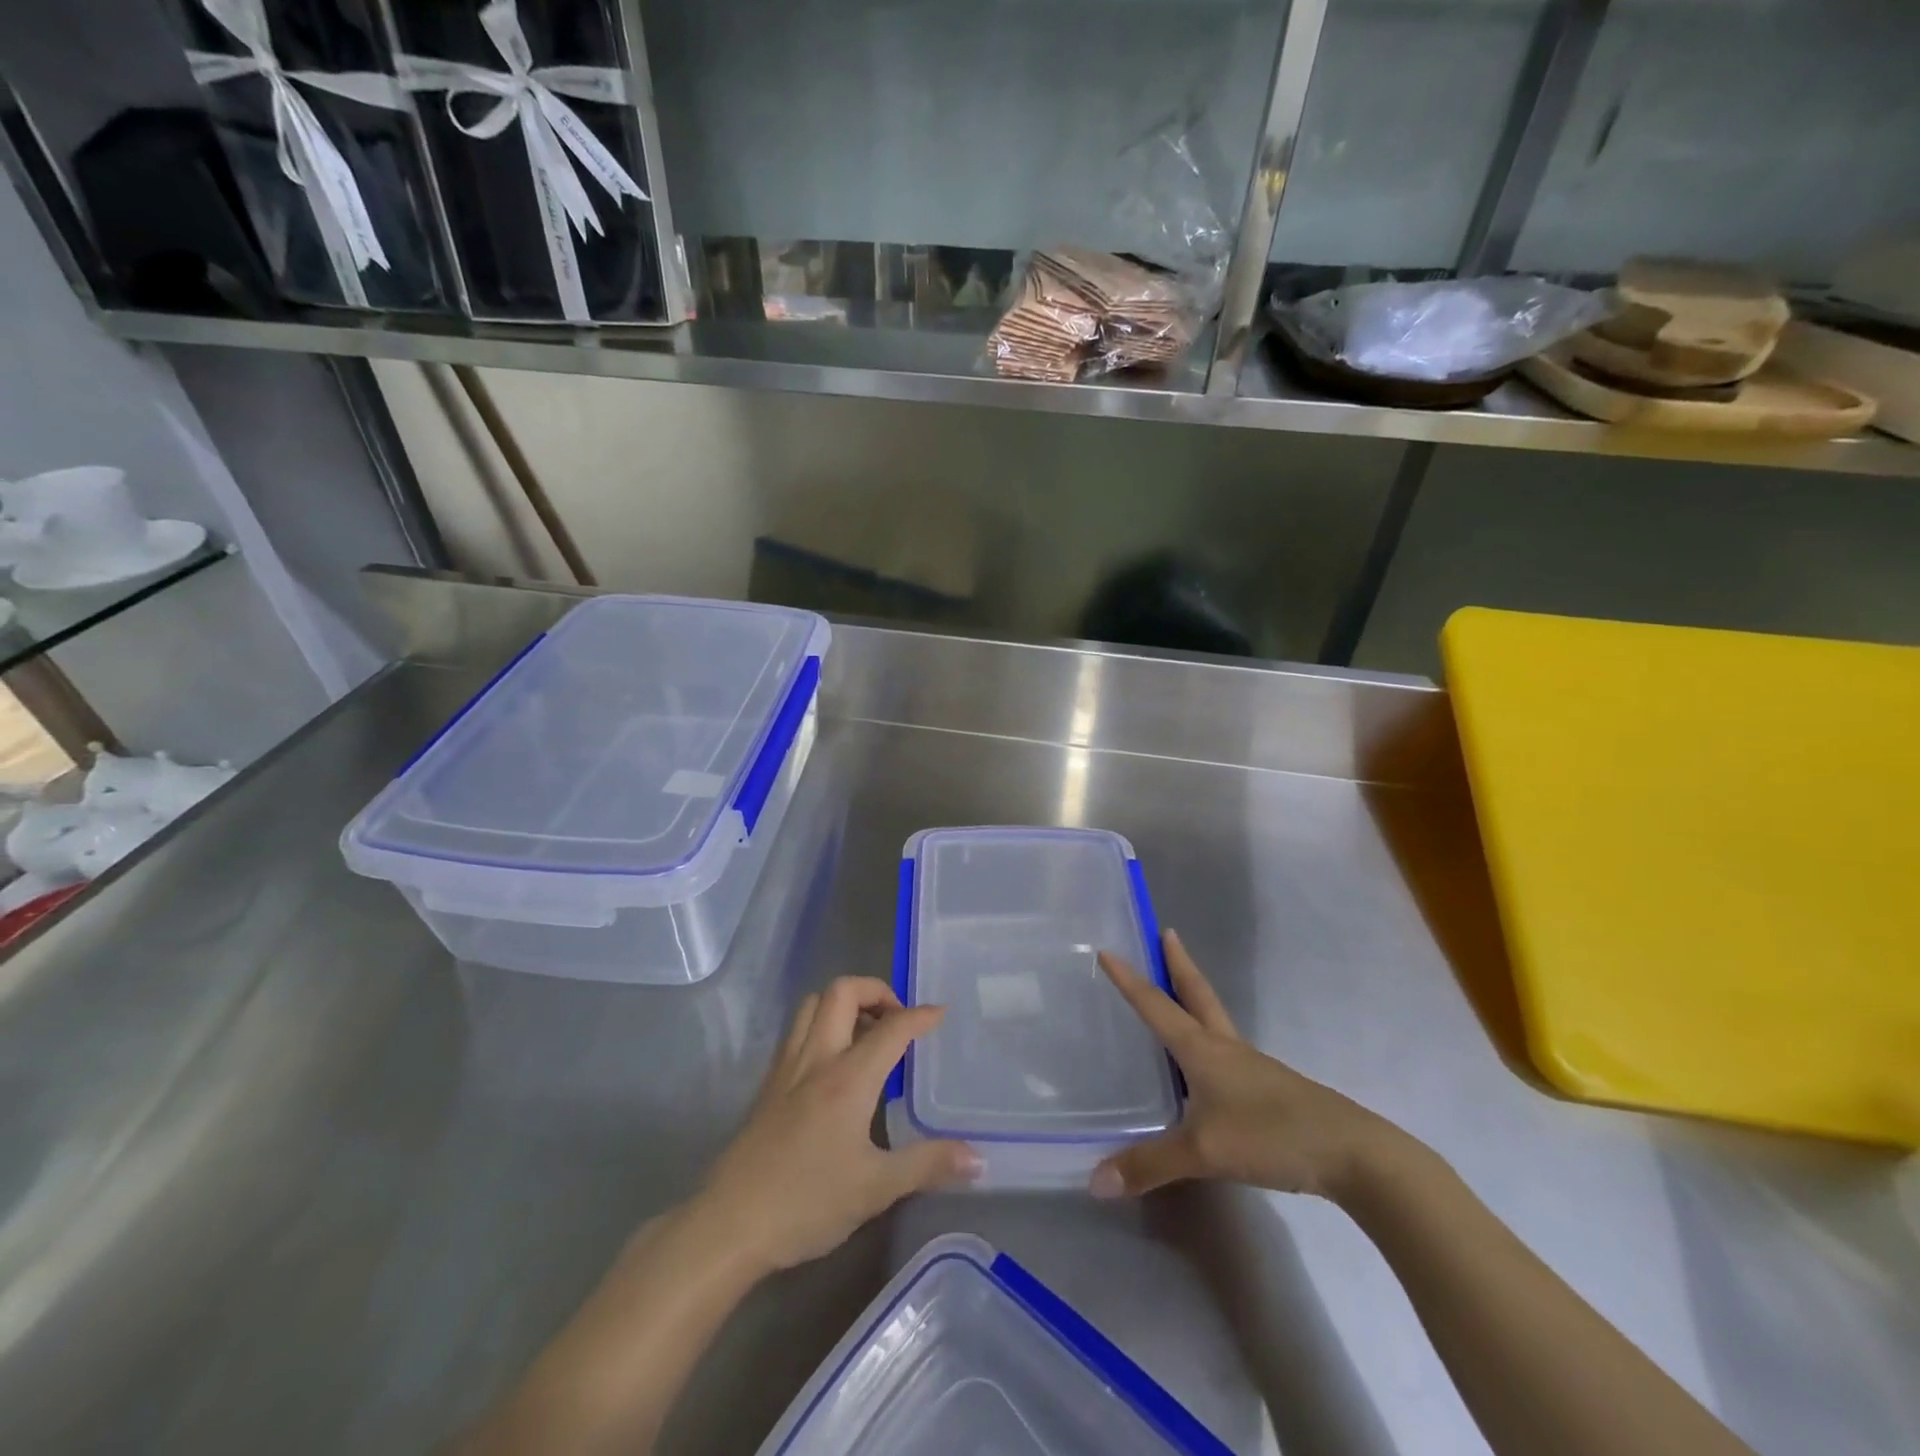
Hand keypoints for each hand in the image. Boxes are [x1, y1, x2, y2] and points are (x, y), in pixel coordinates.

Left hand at [694, 976, 980, 1274]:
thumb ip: (927, 1165)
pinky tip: (834, 1063)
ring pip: (814, 1004)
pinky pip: (798, 1030)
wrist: (729, 1225)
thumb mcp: (875, 1189)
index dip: (920, 1015)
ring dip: (845, 1003)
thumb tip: (977, 1158)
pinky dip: (823, 1024)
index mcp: (848, 1077)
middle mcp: (817, 1058)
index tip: (940, 1014)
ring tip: (868, 1034)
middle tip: (897, 1019)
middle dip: (876, 990)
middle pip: (843, 992)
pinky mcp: (768, 1084)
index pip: (891, 1028)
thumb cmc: (806, 1202)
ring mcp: (787, 1067)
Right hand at [1090, 930, 1395, 1201]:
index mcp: (1204, 1049)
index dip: (1129, 980)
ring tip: (1177, 990)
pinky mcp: (1269, 1089)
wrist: (1351, 1153)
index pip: (1157, 1005)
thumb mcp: (1203, 1153)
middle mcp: (1225, 1047)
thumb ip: (1149, 1165)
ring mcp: (1251, 1067)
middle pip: (1197, 994)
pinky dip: (1209, 1037)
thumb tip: (1094, 1182)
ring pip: (1215, 1019)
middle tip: (1166, 934)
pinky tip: (1207, 1063)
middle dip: (1178, 964)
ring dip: (1194, 996)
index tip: (1108, 950)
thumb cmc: (1271, 1135)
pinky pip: (1227, 1051)